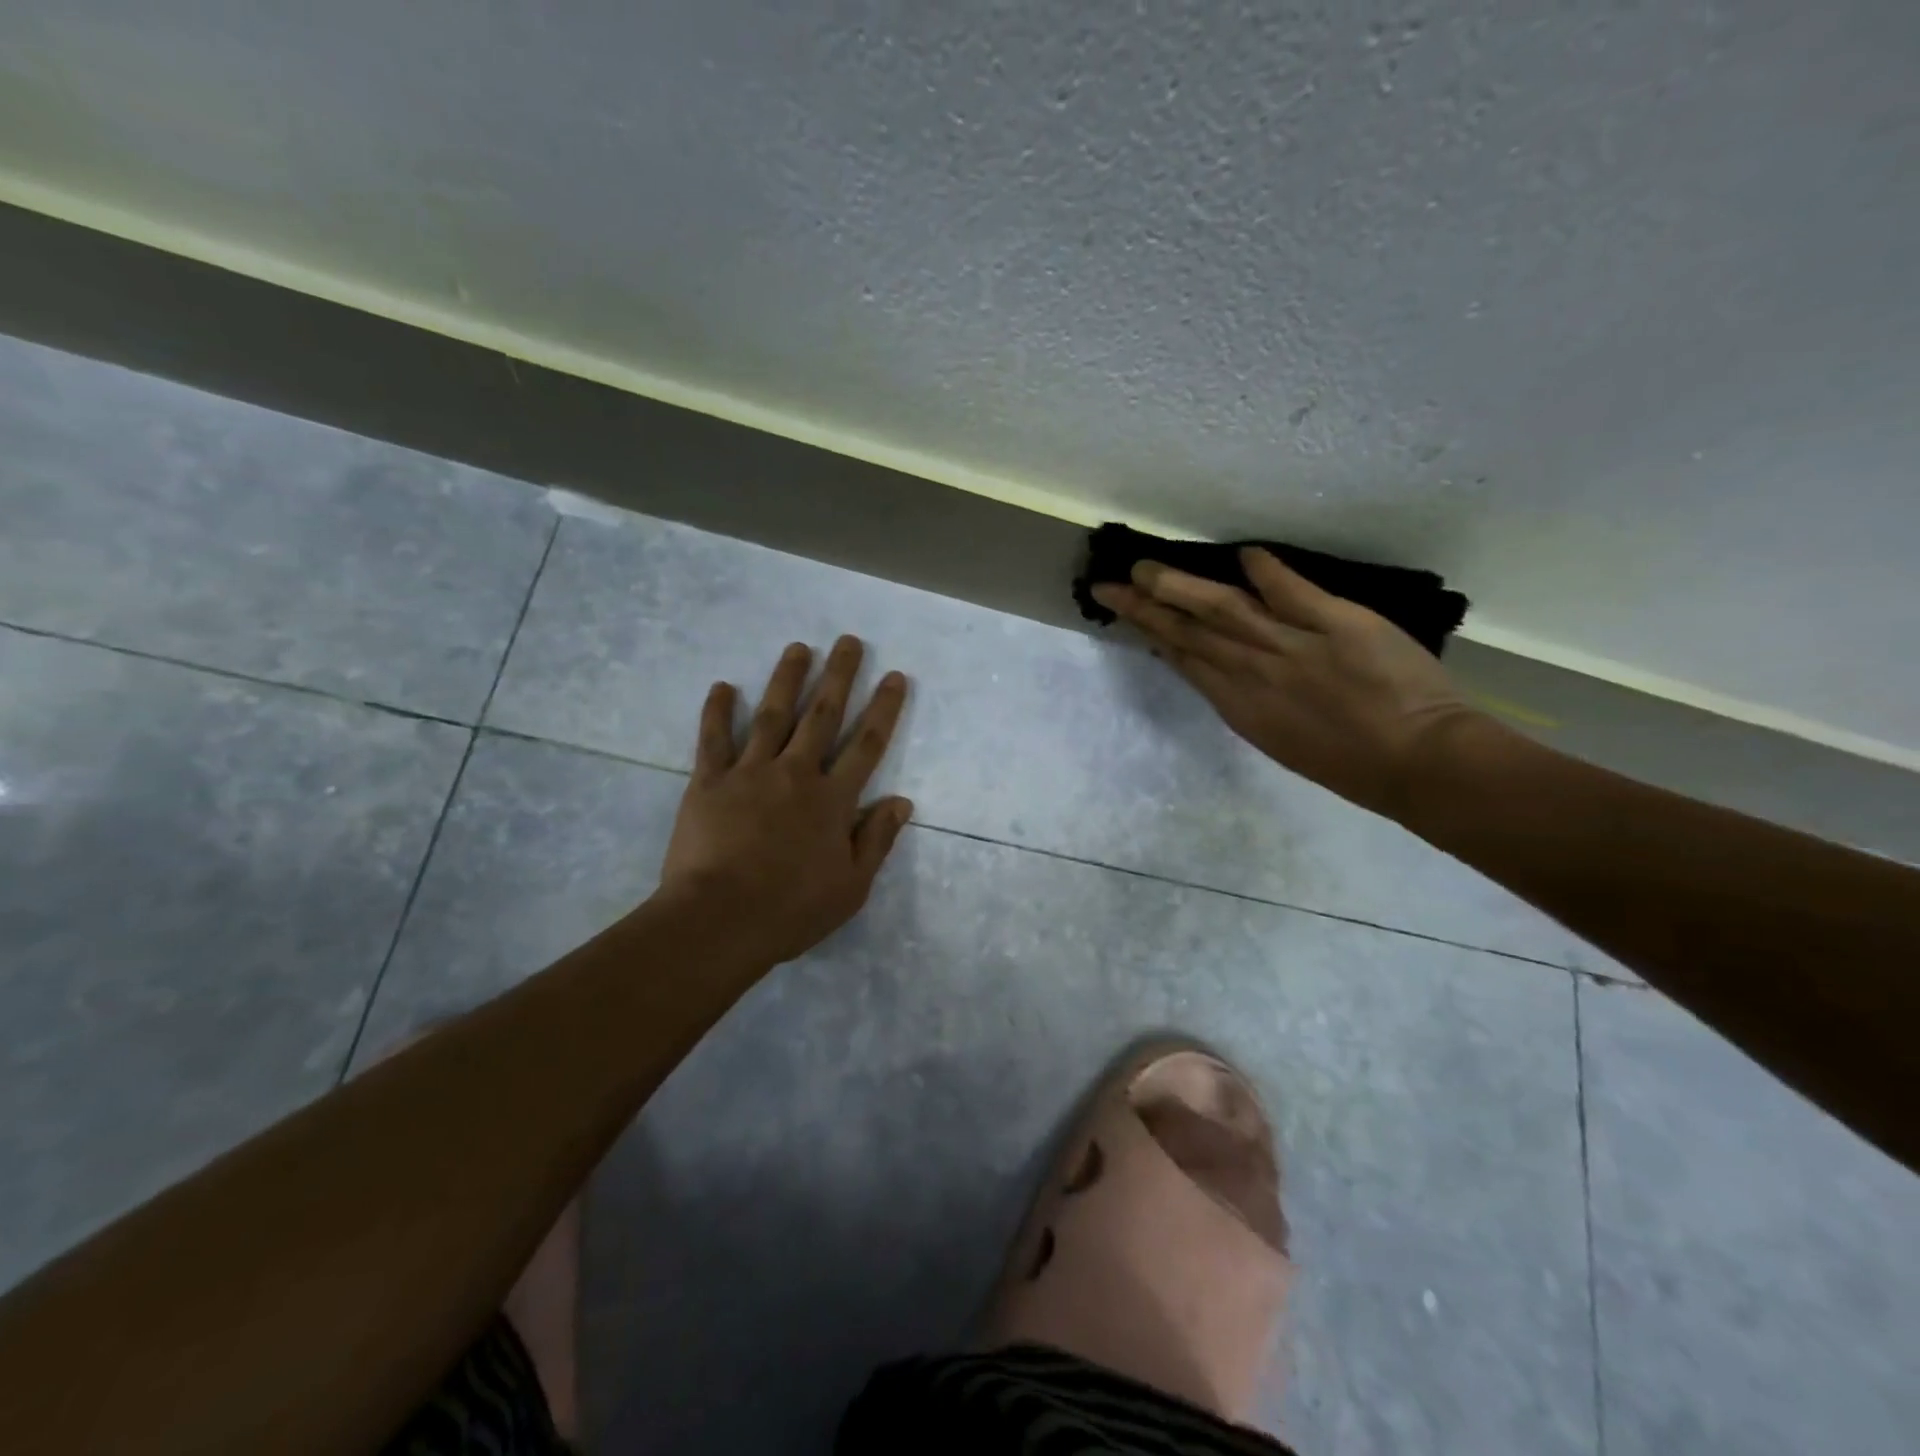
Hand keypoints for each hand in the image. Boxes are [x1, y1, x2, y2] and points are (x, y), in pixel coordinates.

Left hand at [659, 636, 912, 964]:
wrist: (719, 920)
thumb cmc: (791, 910)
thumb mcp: (851, 887)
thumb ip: (877, 840)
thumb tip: (902, 801)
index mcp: (833, 800)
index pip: (867, 744)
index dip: (883, 708)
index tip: (894, 676)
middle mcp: (796, 774)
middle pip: (823, 716)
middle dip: (839, 676)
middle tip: (848, 641)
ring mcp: (750, 772)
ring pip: (772, 715)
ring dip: (787, 679)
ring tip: (798, 647)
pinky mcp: (709, 781)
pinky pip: (714, 738)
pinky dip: (717, 710)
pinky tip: (722, 685)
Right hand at [1092, 548, 1479, 820]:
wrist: (1419, 763)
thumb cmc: (1350, 763)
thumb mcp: (1281, 738)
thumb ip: (1248, 699)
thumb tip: (1217, 667)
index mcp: (1240, 705)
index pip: (1185, 660)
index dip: (1151, 632)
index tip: (1126, 611)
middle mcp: (1254, 673)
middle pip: (1190, 632)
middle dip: (1146, 607)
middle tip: (1112, 583)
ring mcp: (1293, 647)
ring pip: (1225, 611)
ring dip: (1183, 587)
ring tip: (1148, 568)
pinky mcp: (1338, 625)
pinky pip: (1293, 592)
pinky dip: (1266, 571)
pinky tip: (1242, 554)